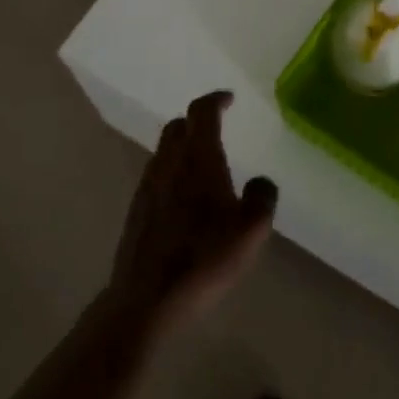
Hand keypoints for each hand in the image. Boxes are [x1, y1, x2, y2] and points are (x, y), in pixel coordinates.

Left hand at [109, 91, 277, 335]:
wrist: (146, 299)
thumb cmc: (203, 259)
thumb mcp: (251, 231)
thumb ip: (261, 198)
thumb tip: (260, 181)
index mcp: (197, 159)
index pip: (202, 112)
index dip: (215, 100)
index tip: (229, 99)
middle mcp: (168, 163)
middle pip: (178, 126)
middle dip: (197, 120)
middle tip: (216, 127)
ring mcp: (148, 186)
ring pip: (164, 150)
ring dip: (183, 145)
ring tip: (203, 163)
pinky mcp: (137, 210)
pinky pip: (157, 174)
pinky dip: (173, 170)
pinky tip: (185, 197)